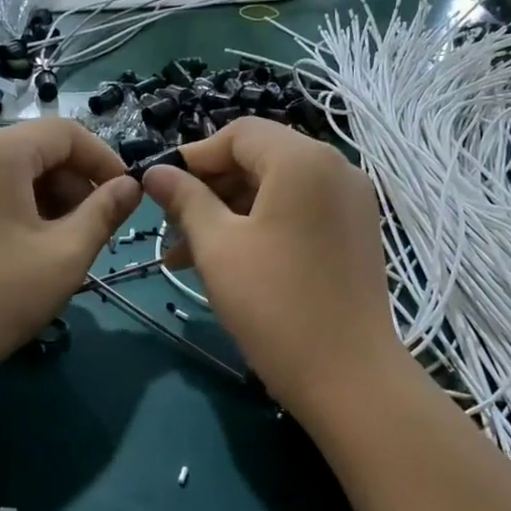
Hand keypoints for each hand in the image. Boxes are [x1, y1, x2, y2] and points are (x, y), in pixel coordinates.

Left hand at [0, 119, 141, 393]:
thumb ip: (104, 213)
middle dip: (78, 185)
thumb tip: (132, 186)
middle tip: (97, 232)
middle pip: (41, 151)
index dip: (105, 160)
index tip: (128, 199)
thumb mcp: (65, 255)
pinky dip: (26, 213)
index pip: (66, 132)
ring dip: (54, 202)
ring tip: (68, 248)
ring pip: (19, 176)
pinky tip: (34, 253)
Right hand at [142, 119, 402, 422]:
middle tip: (171, 229)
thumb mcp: (217, 247)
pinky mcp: (356, 234)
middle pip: (260, 159)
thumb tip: (155, 172)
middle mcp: (336, 168)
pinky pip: (301, 213)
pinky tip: (231, 261)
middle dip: (210, 190)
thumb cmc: (273, 304)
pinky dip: (263, 226)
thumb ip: (185, 200)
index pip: (239, 134)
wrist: (347, 376)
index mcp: (303, 160)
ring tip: (189, 256)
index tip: (160, 190)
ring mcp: (352, 202)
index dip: (194, 157)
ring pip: (278, 190)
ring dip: (231, 213)